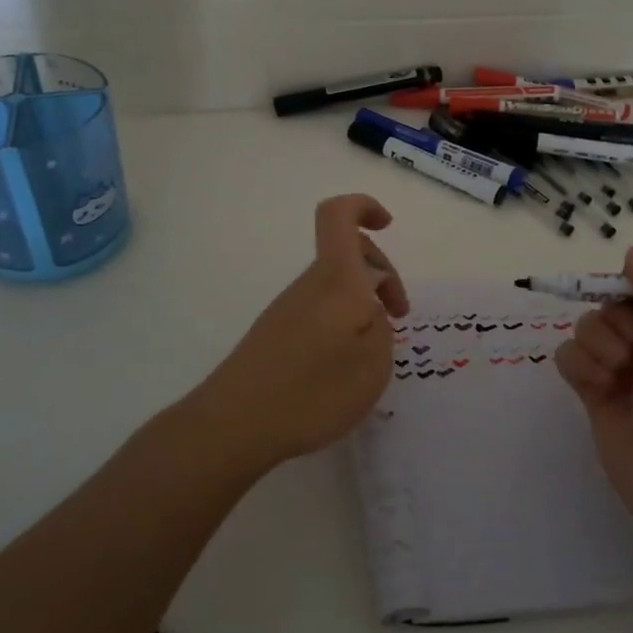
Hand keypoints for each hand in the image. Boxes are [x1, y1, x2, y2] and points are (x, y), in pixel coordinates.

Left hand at [191, 194, 408, 471]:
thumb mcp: (373, 363)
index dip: (364, 206)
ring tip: (374, 353)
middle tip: (399, 316)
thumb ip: (382, 328)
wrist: (234, 425)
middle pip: (346, 253)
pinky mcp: (276, 334)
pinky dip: (342, 326)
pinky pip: (321, 311)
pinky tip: (345, 367)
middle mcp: (309, 284)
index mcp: (335, 279)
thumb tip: (370, 314)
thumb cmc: (313, 390)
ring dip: (363, 305)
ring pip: (336, 286)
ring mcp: (288, 309)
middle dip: (382, 274)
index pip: (339, 215)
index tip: (388, 225)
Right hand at [554, 246, 632, 535]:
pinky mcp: (596, 393)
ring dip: (596, 349)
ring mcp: (624, 368)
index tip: (632, 300)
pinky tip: (595, 391)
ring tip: (616, 379)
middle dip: (615, 325)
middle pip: (610, 303)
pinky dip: (578, 369)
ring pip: (586, 327)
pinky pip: (568, 356)